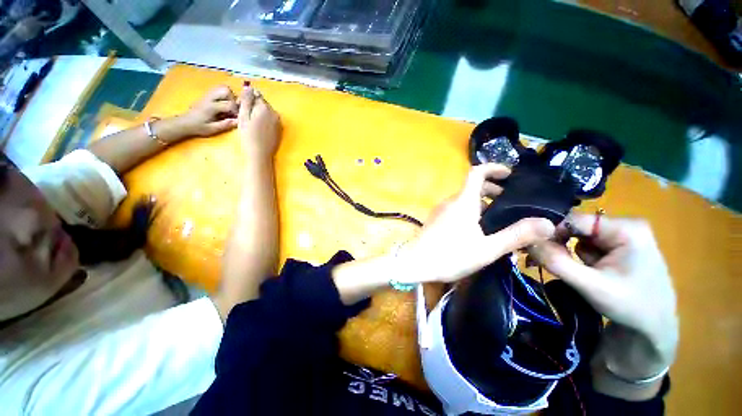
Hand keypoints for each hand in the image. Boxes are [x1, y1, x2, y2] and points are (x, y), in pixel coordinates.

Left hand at [174, 86, 239, 138]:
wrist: (184, 122)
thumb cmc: (198, 127)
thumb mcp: (212, 129)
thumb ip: (225, 124)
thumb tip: (238, 121)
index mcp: (211, 107)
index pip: (230, 104)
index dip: (236, 111)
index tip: (236, 117)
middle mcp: (210, 98)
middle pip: (226, 90)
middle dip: (233, 99)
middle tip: (233, 109)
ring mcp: (208, 95)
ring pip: (223, 88)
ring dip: (229, 96)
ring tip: (229, 106)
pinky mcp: (207, 95)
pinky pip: (218, 90)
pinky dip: (224, 95)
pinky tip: (224, 104)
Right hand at [236, 83, 280, 158]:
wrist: (260, 154)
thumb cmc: (249, 135)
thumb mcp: (243, 116)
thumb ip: (247, 101)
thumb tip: (249, 87)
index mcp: (265, 108)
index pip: (256, 95)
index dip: (247, 100)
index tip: (241, 109)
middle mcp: (275, 113)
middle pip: (263, 104)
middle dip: (254, 107)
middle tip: (246, 118)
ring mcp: (279, 122)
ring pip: (267, 112)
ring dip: (259, 114)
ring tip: (251, 125)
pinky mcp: (280, 130)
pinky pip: (271, 120)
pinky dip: (265, 122)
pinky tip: (259, 130)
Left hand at [398, 163, 555, 283]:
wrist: (415, 263)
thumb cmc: (450, 255)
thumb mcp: (487, 248)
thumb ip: (516, 235)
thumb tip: (548, 223)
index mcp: (463, 201)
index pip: (476, 173)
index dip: (493, 168)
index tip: (510, 174)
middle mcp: (450, 201)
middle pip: (472, 187)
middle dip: (492, 190)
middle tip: (511, 203)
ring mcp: (440, 210)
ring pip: (464, 199)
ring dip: (482, 203)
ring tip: (498, 218)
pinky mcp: (435, 220)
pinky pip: (456, 209)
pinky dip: (470, 211)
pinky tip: (477, 229)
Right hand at [529, 215, 678, 394]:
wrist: (655, 328)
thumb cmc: (630, 306)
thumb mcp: (591, 286)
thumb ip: (557, 262)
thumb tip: (527, 241)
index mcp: (626, 229)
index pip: (575, 220)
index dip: (552, 233)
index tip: (537, 252)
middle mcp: (625, 225)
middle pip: (577, 228)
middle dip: (561, 245)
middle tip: (548, 264)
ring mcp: (623, 235)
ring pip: (580, 237)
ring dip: (569, 253)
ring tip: (573, 273)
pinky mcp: (620, 246)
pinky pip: (588, 245)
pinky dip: (578, 257)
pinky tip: (585, 272)